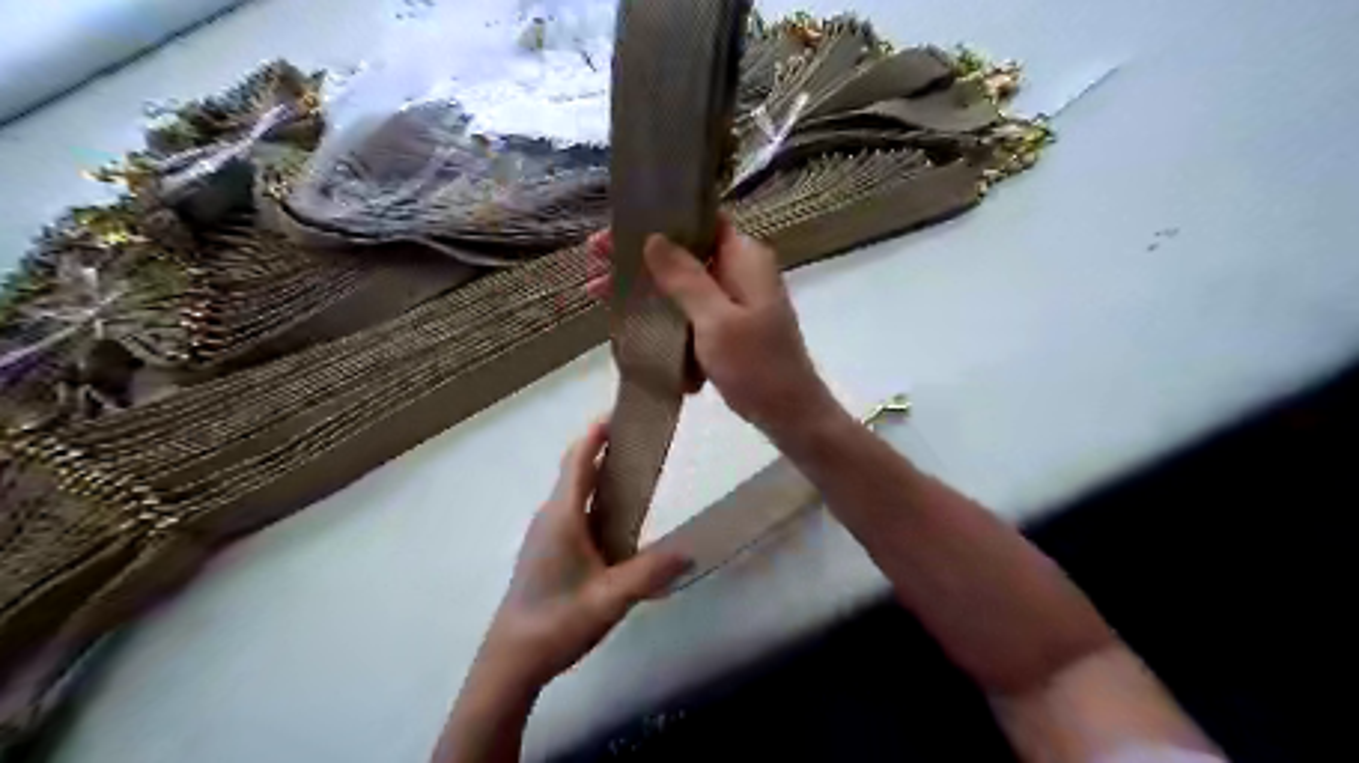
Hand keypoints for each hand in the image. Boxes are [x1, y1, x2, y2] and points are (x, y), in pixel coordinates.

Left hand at [478, 422, 690, 689]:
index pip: (579, 457)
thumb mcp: (610, 599)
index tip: (622, 411)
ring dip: (600, 473)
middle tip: (641, 438)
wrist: (511, 660)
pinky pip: (573, 510)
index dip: (598, 431)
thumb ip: (650, 573)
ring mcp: (545, 532)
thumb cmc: (556, 622)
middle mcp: (550, 515)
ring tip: (637, 472)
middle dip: (604, 447)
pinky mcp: (546, 549)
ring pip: (574, 490)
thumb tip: (690, 552)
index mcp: (562, 515)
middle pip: (577, 468)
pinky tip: (619, 518)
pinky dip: (595, 498)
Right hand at [590, 218, 846, 441]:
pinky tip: (630, 324)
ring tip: (599, 295)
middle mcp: (740, 272)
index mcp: (744, 259)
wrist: (791, 416)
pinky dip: (664, 316)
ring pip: (682, 284)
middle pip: (684, 252)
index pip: (700, 221)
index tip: (617, 231)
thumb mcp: (716, 321)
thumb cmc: (757, 366)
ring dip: (646, 289)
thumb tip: (653, 238)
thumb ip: (685, 279)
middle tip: (595, 264)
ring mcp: (735, 301)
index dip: (657, 220)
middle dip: (640, 259)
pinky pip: (690, 312)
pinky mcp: (729, 327)